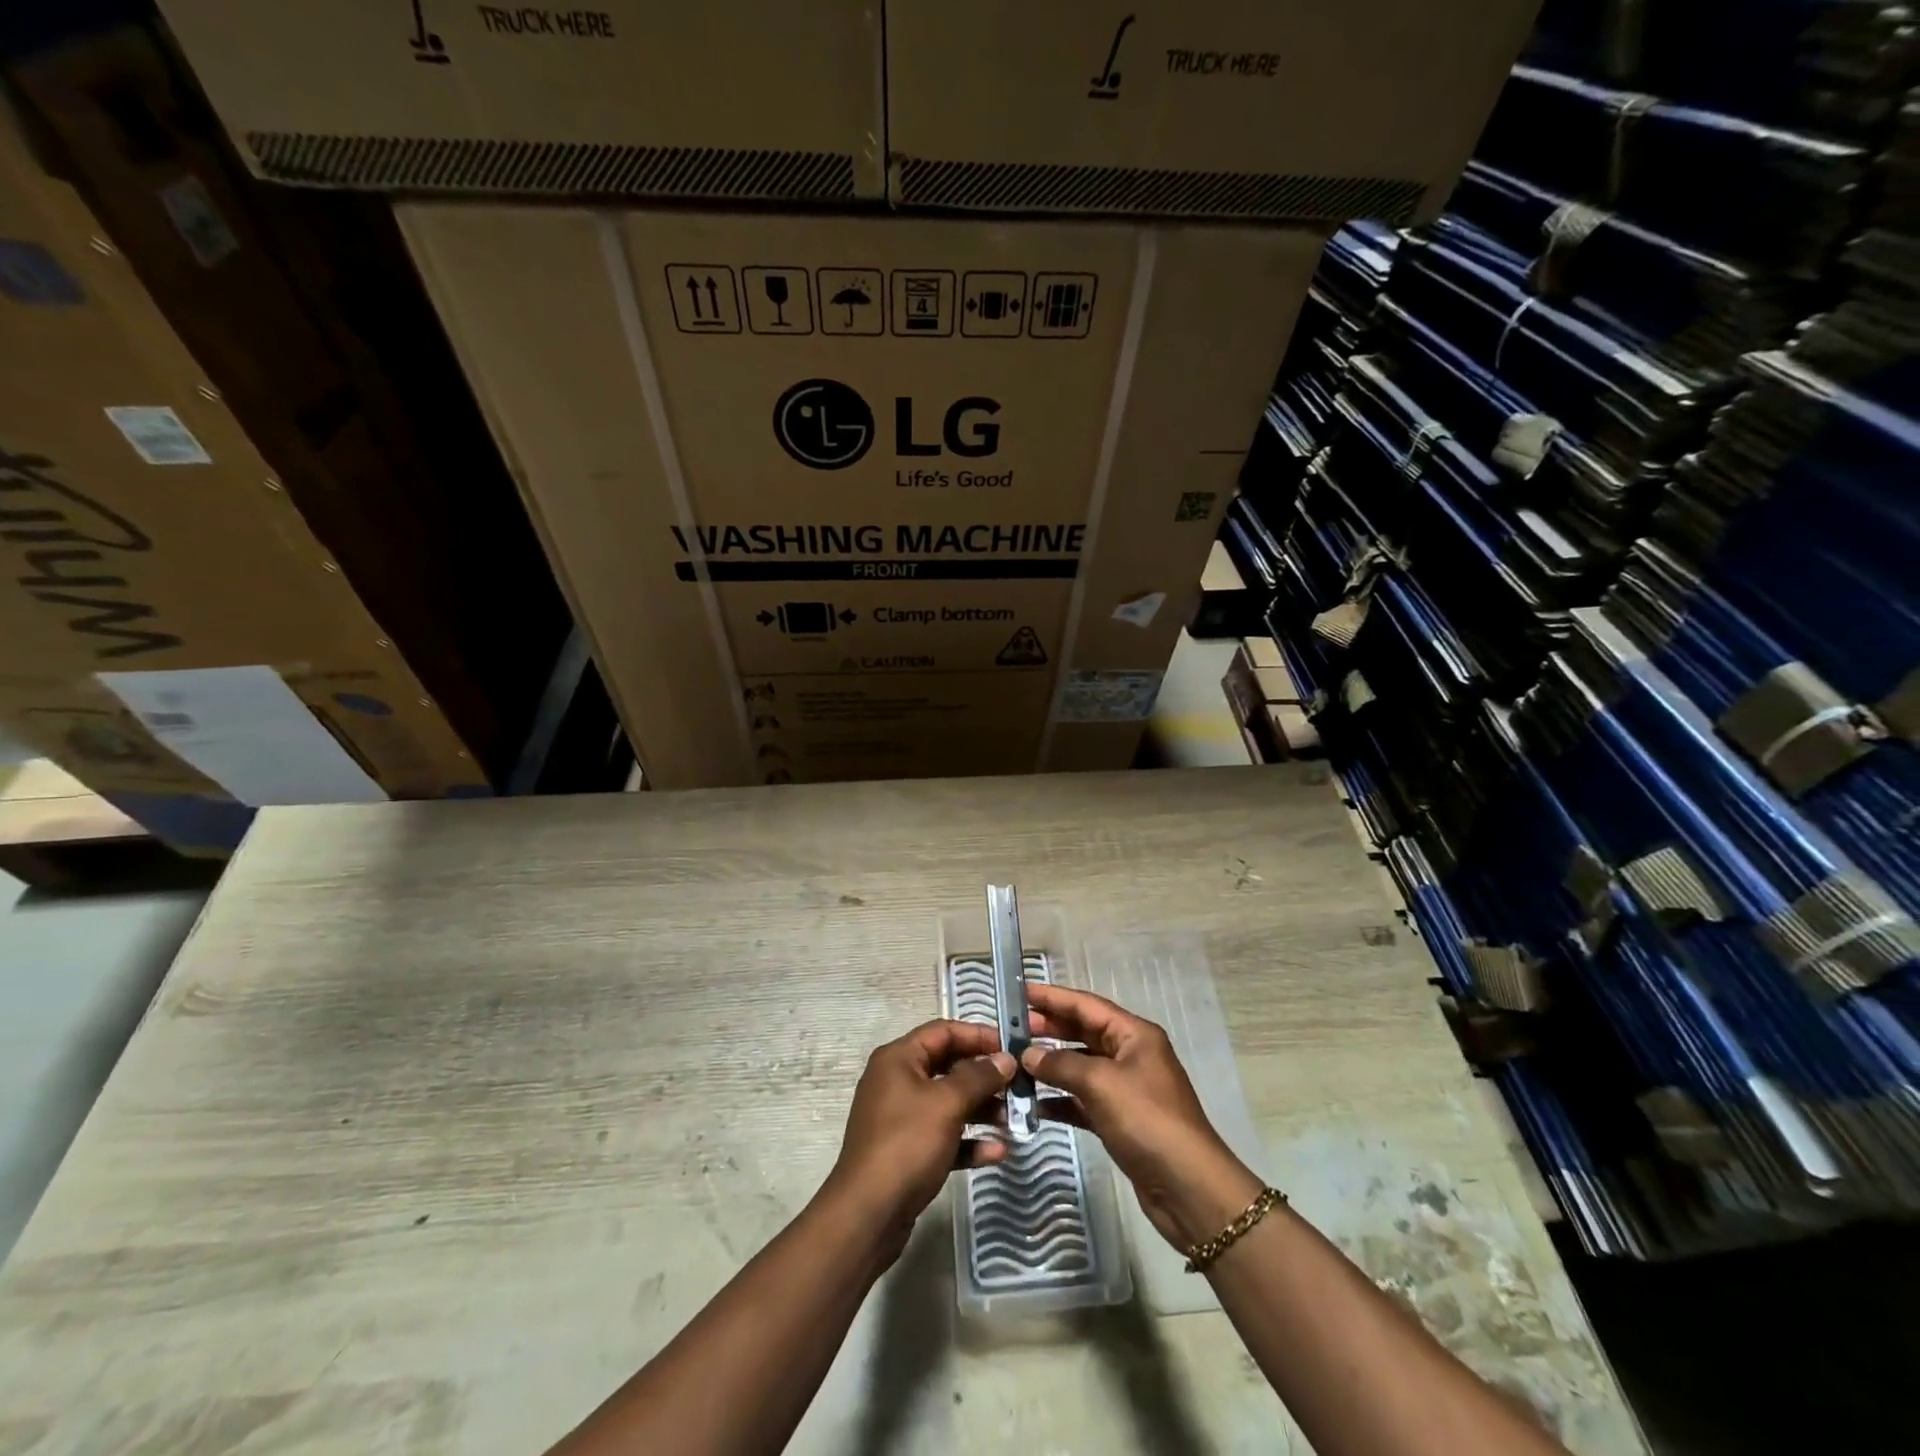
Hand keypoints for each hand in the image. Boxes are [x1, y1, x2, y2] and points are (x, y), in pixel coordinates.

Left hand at [825, 1020, 1014, 1242]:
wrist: (868, 1214)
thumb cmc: (906, 1144)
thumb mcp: (947, 1103)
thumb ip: (979, 1077)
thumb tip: (1006, 1059)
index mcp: (898, 1059)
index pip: (943, 1031)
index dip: (978, 1035)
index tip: (1011, 1047)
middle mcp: (897, 1081)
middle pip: (948, 1067)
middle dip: (984, 1076)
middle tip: (1018, 1086)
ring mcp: (901, 1118)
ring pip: (949, 1103)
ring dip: (982, 1109)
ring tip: (1014, 1119)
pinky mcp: (908, 1152)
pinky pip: (944, 1136)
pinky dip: (969, 1140)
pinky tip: (997, 1151)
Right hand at [1024, 984, 1263, 1251]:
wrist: (1188, 1188)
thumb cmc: (1147, 1120)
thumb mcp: (1101, 1083)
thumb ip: (1061, 1064)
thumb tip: (1028, 1055)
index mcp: (1134, 1035)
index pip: (1087, 1005)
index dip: (1054, 997)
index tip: (1021, 992)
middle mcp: (1131, 1055)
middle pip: (1083, 1033)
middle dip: (1049, 1029)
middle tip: (1012, 1029)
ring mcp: (1125, 1089)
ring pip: (1080, 1067)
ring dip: (1051, 1065)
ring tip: (1015, 1063)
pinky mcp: (1119, 1120)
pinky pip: (1082, 1100)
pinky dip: (1060, 1100)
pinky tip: (1033, 1104)